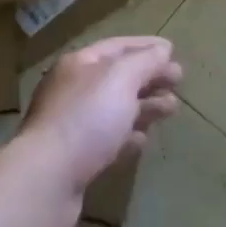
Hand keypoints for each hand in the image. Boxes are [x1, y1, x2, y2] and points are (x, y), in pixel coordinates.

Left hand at [21, 35, 182, 199]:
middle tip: (179, 81)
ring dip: (145, 106)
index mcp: (79, 64)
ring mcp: (72, 125)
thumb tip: (163, 50)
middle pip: (118, 77)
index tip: (173, 51)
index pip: (118, 46)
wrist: (46, 180)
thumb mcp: (122, 79)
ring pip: (115, 108)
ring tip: (172, 109)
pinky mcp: (75, 158)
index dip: (146, 46)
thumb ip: (145, 61)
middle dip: (149, 77)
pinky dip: (128, 135)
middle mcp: (73, 89)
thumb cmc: (87, 118)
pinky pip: (107, 139)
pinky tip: (143, 140)